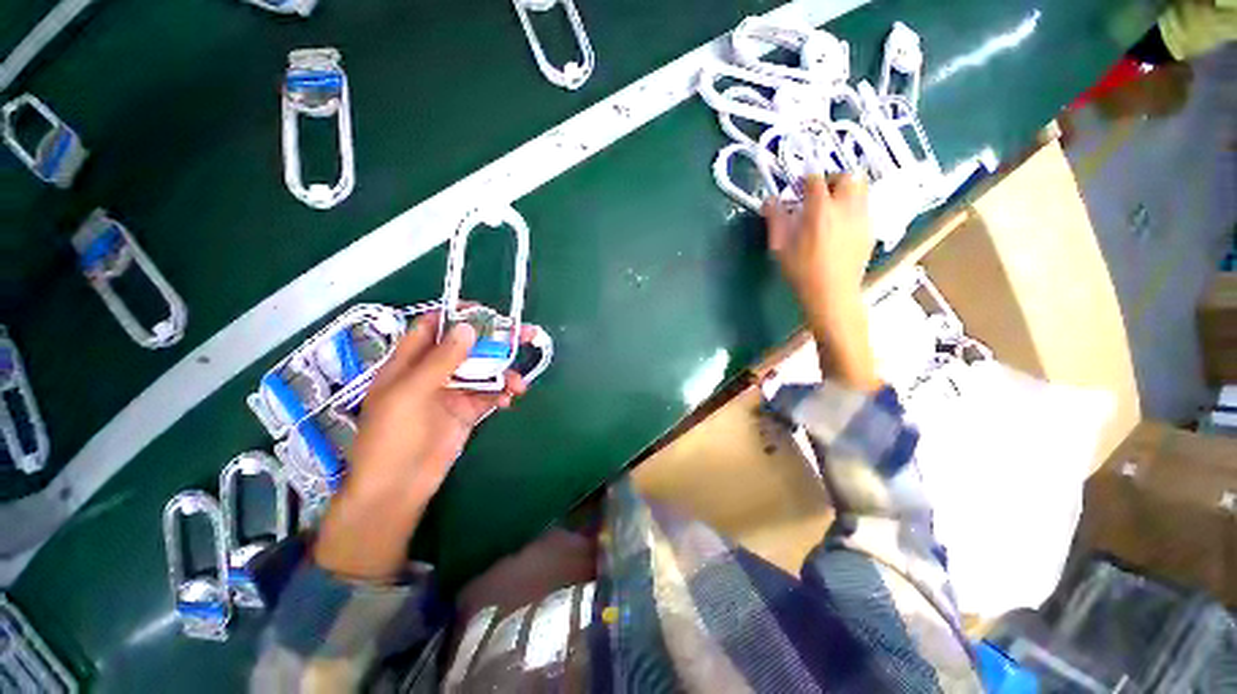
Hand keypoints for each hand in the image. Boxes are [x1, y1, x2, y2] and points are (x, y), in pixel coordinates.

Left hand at [314, 313, 527, 580]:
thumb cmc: (393, 436)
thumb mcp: (411, 392)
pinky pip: (490, 394)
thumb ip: (441, 359)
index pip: (433, 327)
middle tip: (525, 334)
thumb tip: (468, 328)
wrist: (398, 487)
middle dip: (495, 340)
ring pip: (484, 371)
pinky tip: (510, 399)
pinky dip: (502, 393)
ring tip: (520, 383)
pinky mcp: (467, 411)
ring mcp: (452, 392)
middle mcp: (433, 372)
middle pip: (468, 346)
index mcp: (410, 362)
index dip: (457, 315)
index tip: (486, 312)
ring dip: (505, 372)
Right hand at [764, 173, 873, 318]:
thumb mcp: (780, 247)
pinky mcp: (870, 231)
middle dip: (832, 179)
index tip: (796, 191)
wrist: (831, 294)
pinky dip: (853, 207)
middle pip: (847, 176)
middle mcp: (846, 207)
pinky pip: (865, 208)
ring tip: (832, 207)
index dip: (804, 181)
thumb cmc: (801, 271)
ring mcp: (862, 218)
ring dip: (846, 191)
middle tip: (818, 193)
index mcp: (820, 209)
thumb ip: (775, 219)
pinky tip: (841, 226)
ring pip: (861, 189)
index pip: (815, 179)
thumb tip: (770, 200)